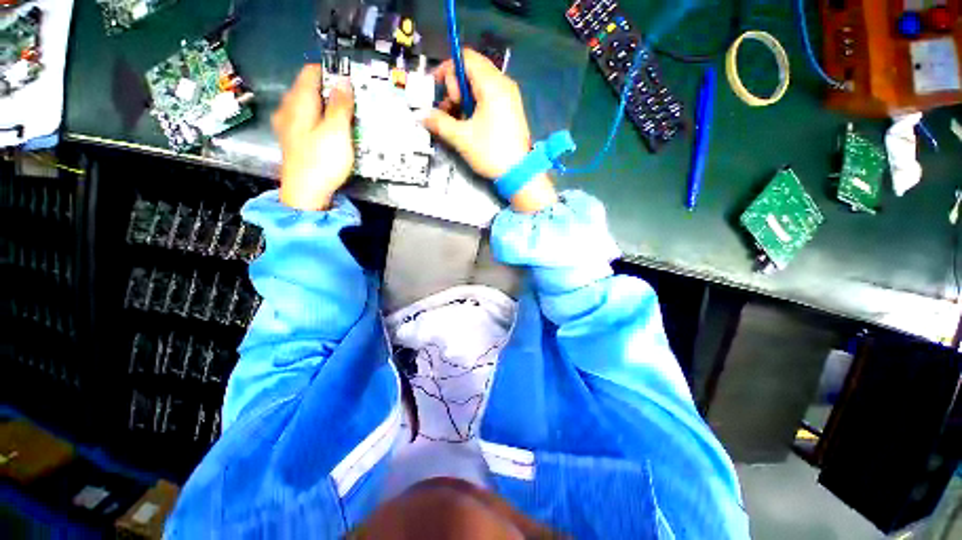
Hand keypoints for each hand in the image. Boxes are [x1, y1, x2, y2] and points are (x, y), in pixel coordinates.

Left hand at [273, 65, 354, 210]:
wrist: (305, 193)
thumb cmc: (322, 161)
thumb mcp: (337, 131)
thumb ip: (341, 105)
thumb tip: (344, 81)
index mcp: (298, 101)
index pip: (312, 72)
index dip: (332, 74)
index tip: (351, 85)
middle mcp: (288, 108)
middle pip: (309, 88)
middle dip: (331, 92)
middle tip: (352, 105)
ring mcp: (288, 124)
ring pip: (309, 105)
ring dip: (327, 108)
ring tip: (346, 120)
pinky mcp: (293, 140)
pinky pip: (307, 120)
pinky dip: (320, 121)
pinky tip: (331, 133)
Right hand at [425, 49, 556, 212]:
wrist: (519, 172)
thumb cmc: (491, 152)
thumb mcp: (461, 137)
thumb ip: (439, 122)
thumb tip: (422, 116)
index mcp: (492, 84)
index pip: (465, 58)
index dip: (447, 69)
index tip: (438, 90)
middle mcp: (503, 84)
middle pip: (472, 70)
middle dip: (455, 87)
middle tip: (451, 110)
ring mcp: (509, 96)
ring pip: (479, 85)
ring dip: (463, 98)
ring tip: (458, 120)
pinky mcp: (510, 109)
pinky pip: (488, 97)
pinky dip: (475, 105)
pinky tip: (470, 123)